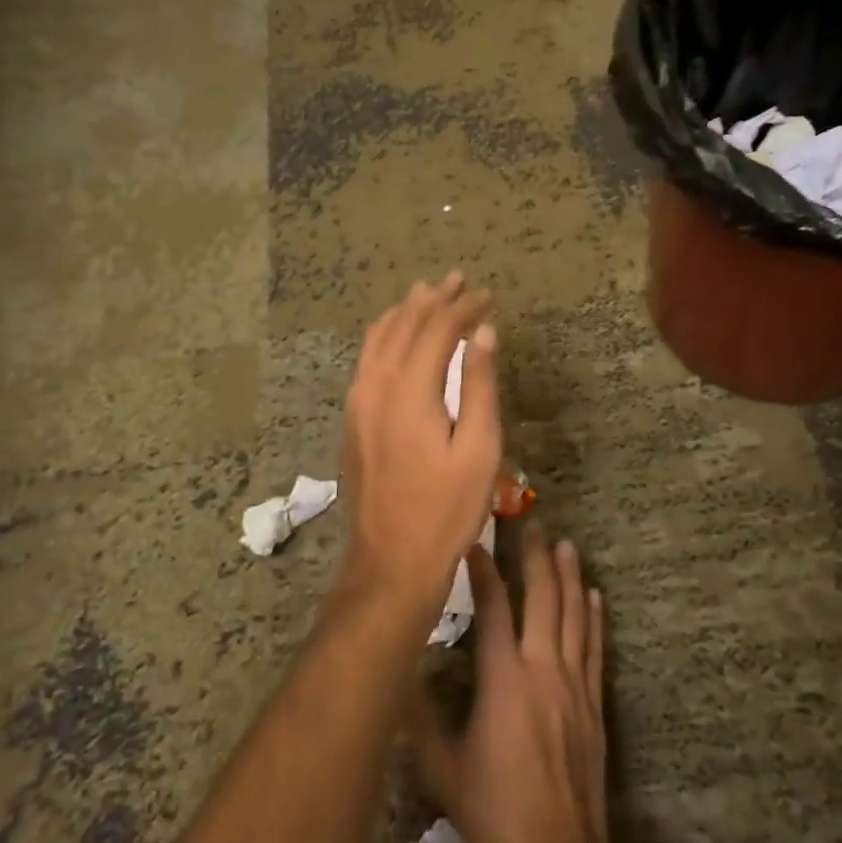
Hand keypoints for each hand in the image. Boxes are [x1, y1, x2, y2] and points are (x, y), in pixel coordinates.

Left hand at [339, 272, 500, 612]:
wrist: (390, 561)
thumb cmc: (446, 510)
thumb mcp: (479, 450)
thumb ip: (480, 386)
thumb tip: (484, 332)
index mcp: (409, 391)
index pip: (437, 329)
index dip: (463, 307)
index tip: (488, 296)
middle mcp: (376, 386)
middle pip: (404, 325)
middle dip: (434, 300)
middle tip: (460, 280)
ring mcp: (358, 402)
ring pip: (378, 338)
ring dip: (406, 312)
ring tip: (428, 294)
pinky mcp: (353, 418)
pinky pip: (367, 359)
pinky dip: (386, 335)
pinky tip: (397, 336)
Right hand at [410, 526, 616, 842]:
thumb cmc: (494, 810)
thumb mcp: (441, 766)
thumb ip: (417, 716)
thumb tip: (396, 672)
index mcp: (504, 678)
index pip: (493, 607)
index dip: (484, 571)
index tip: (475, 541)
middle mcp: (543, 669)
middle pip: (542, 599)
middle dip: (535, 558)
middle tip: (532, 524)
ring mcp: (573, 684)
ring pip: (574, 616)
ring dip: (569, 577)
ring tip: (566, 544)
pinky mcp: (594, 704)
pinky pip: (595, 648)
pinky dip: (593, 618)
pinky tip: (593, 596)